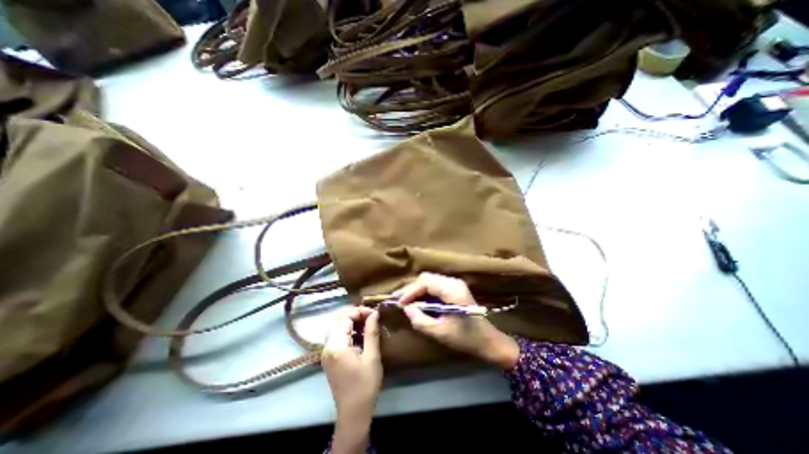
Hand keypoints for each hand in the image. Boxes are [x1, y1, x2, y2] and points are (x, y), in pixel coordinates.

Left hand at [323, 307, 382, 452]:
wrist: (353, 413)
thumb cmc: (365, 385)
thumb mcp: (372, 357)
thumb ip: (372, 332)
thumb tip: (375, 313)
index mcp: (337, 346)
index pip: (345, 317)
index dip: (360, 311)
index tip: (374, 314)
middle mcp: (327, 346)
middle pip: (337, 318)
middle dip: (354, 313)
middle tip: (370, 317)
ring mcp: (325, 352)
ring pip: (335, 326)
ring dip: (350, 320)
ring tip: (366, 323)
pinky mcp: (328, 357)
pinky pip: (335, 335)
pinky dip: (346, 329)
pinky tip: (358, 334)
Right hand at [397, 271, 516, 369]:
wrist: (489, 341)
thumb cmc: (466, 338)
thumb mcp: (440, 332)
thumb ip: (420, 319)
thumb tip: (406, 308)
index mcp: (452, 289)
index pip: (425, 282)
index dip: (410, 291)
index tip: (399, 303)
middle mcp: (453, 282)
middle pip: (426, 278)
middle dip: (411, 289)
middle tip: (398, 300)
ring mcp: (454, 284)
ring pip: (429, 281)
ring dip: (416, 290)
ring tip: (404, 301)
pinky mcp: (454, 289)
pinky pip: (434, 286)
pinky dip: (423, 292)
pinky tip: (416, 301)